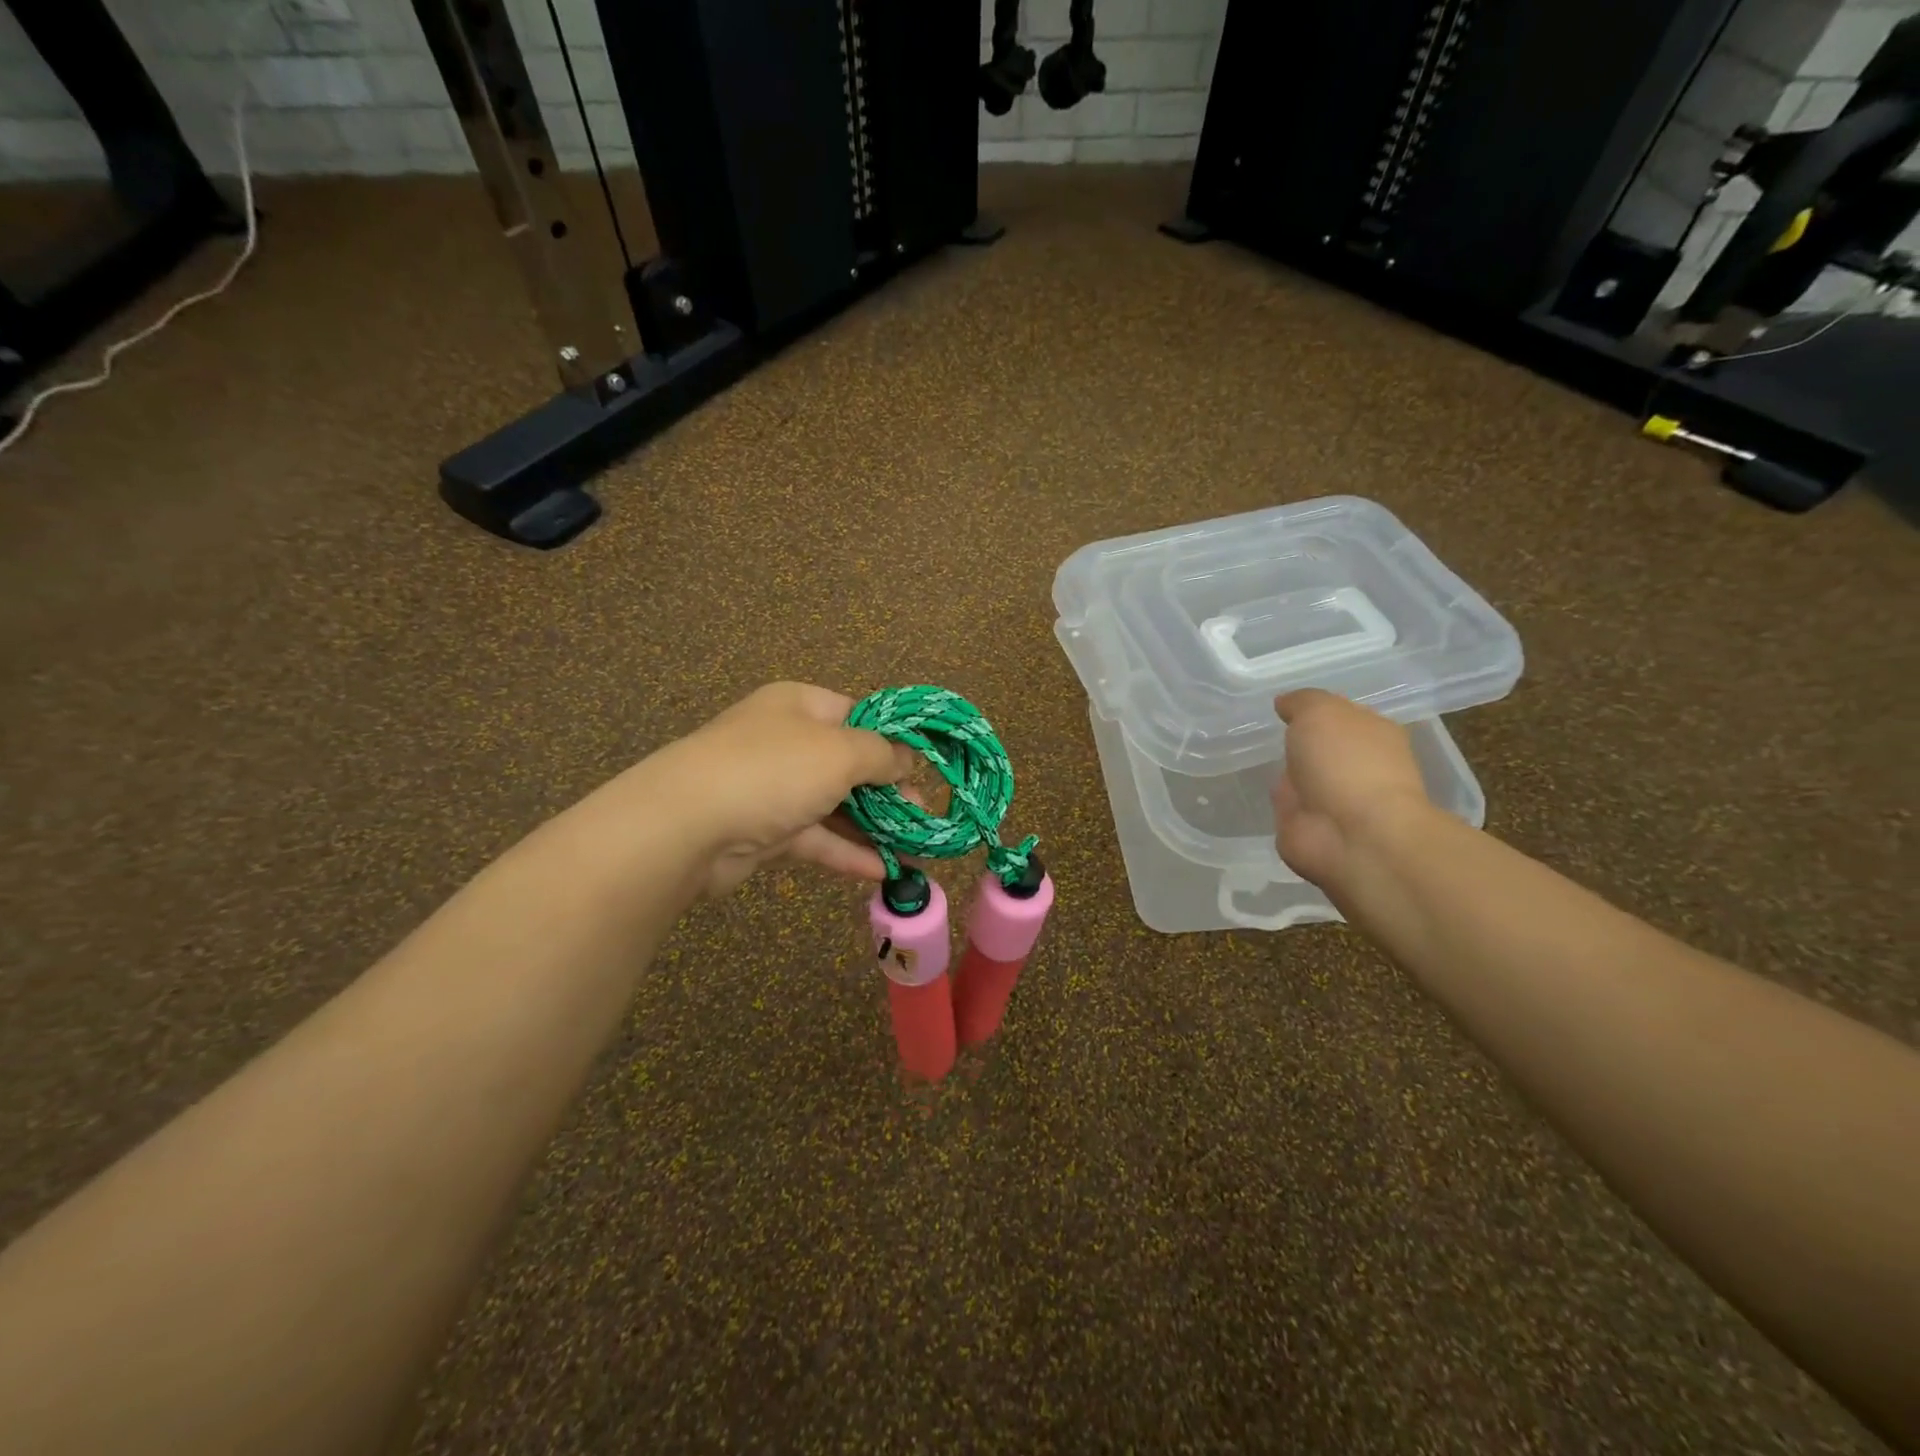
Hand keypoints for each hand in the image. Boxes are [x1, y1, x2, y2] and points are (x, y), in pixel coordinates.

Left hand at [630, 682, 916, 897]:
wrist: (687, 825)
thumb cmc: (773, 770)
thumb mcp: (840, 751)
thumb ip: (881, 754)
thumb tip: (906, 759)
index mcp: (801, 706)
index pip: (858, 714)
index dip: (892, 739)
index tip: (923, 766)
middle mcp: (786, 742)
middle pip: (848, 763)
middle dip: (888, 790)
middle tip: (923, 814)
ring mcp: (773, 788)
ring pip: (834, 805)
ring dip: (873, 826)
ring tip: (914, 848)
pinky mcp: (765, 831)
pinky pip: (816, 838)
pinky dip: (847, 852)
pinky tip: (882, 871)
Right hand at [1270, 689, 1434, 891]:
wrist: (1352, 835)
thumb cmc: (1345, 763)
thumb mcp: (1320, 712)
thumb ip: (1301, 702)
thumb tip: (1284, 703)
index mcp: (1373, 734)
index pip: (1341, 716)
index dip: (1314, 711)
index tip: (1283, 707)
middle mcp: (1357, 766)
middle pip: (1321, 748)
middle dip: (1299, 743)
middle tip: (1260, 732)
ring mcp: (1333, 800)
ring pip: (1303, 777)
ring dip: (1287, 774)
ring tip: (1250, 758)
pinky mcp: (1310, 828)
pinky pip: (1288, 807)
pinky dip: (1276, 802)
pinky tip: (1256, 790)